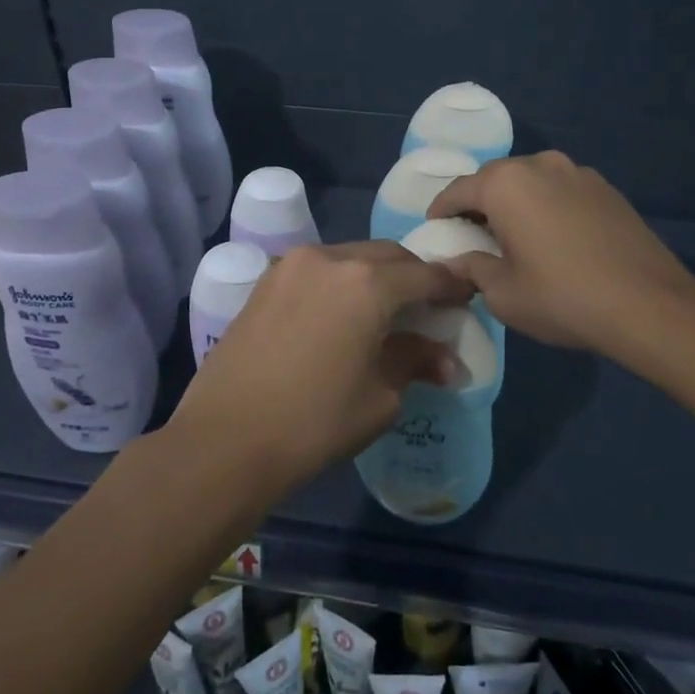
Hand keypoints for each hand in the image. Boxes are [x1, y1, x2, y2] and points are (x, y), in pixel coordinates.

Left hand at [167, 241, 470, 489]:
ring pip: (349, 257)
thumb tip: (446, 360)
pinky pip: (318, 269)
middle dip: (413, 276)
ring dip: (375, 275)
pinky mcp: (267, 280)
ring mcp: (292, 265)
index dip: (450, 285)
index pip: (423, 275)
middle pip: (386, 256)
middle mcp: (330, 258)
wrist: (226, 437)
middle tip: (428, 305)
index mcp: (367, 282)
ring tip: (386, 309)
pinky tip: (343, 312)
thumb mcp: (379, 397)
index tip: (467, 296)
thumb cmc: (314, 421)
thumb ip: (414, 362)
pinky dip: (341, 281)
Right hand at [427, 151, 694, 359]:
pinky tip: (554, 237)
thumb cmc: (563, 297)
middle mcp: (539, 164)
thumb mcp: (503, 294)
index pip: (458, 190)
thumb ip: (472, 268)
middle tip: (472, 234)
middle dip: (479, 203)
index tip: (434, 228)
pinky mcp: (605, 188)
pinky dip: (547, 206)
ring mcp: (577, 172)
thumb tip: (456, 260)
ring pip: (530, 181)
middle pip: (494, 179)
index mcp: (505, 183)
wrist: (649, 305)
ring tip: (515, 235)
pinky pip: (560, 190)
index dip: (441, 210)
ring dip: (515, 202)